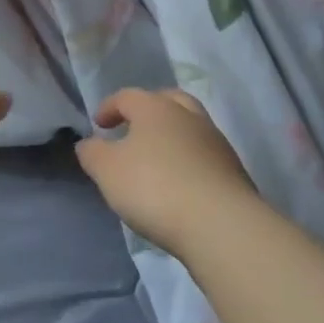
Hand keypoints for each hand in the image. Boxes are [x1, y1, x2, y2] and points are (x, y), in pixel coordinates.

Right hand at [76, 88, 258, 255]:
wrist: (222, 225)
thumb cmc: (155, 188)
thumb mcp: (107, 171)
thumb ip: (93, 153)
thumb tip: (89, 143)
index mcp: (155, 108)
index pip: (128, 96)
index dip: (110, 107)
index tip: (99, 125)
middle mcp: (188, 116)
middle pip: (167, 100)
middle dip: (148, 110)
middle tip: (134, 128)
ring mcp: (216, 142)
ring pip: (190, 126)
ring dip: (172, 135)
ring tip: (157, 159)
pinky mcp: (234, 171)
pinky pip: (204, 155)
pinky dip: (189, 160)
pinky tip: (180, 182)